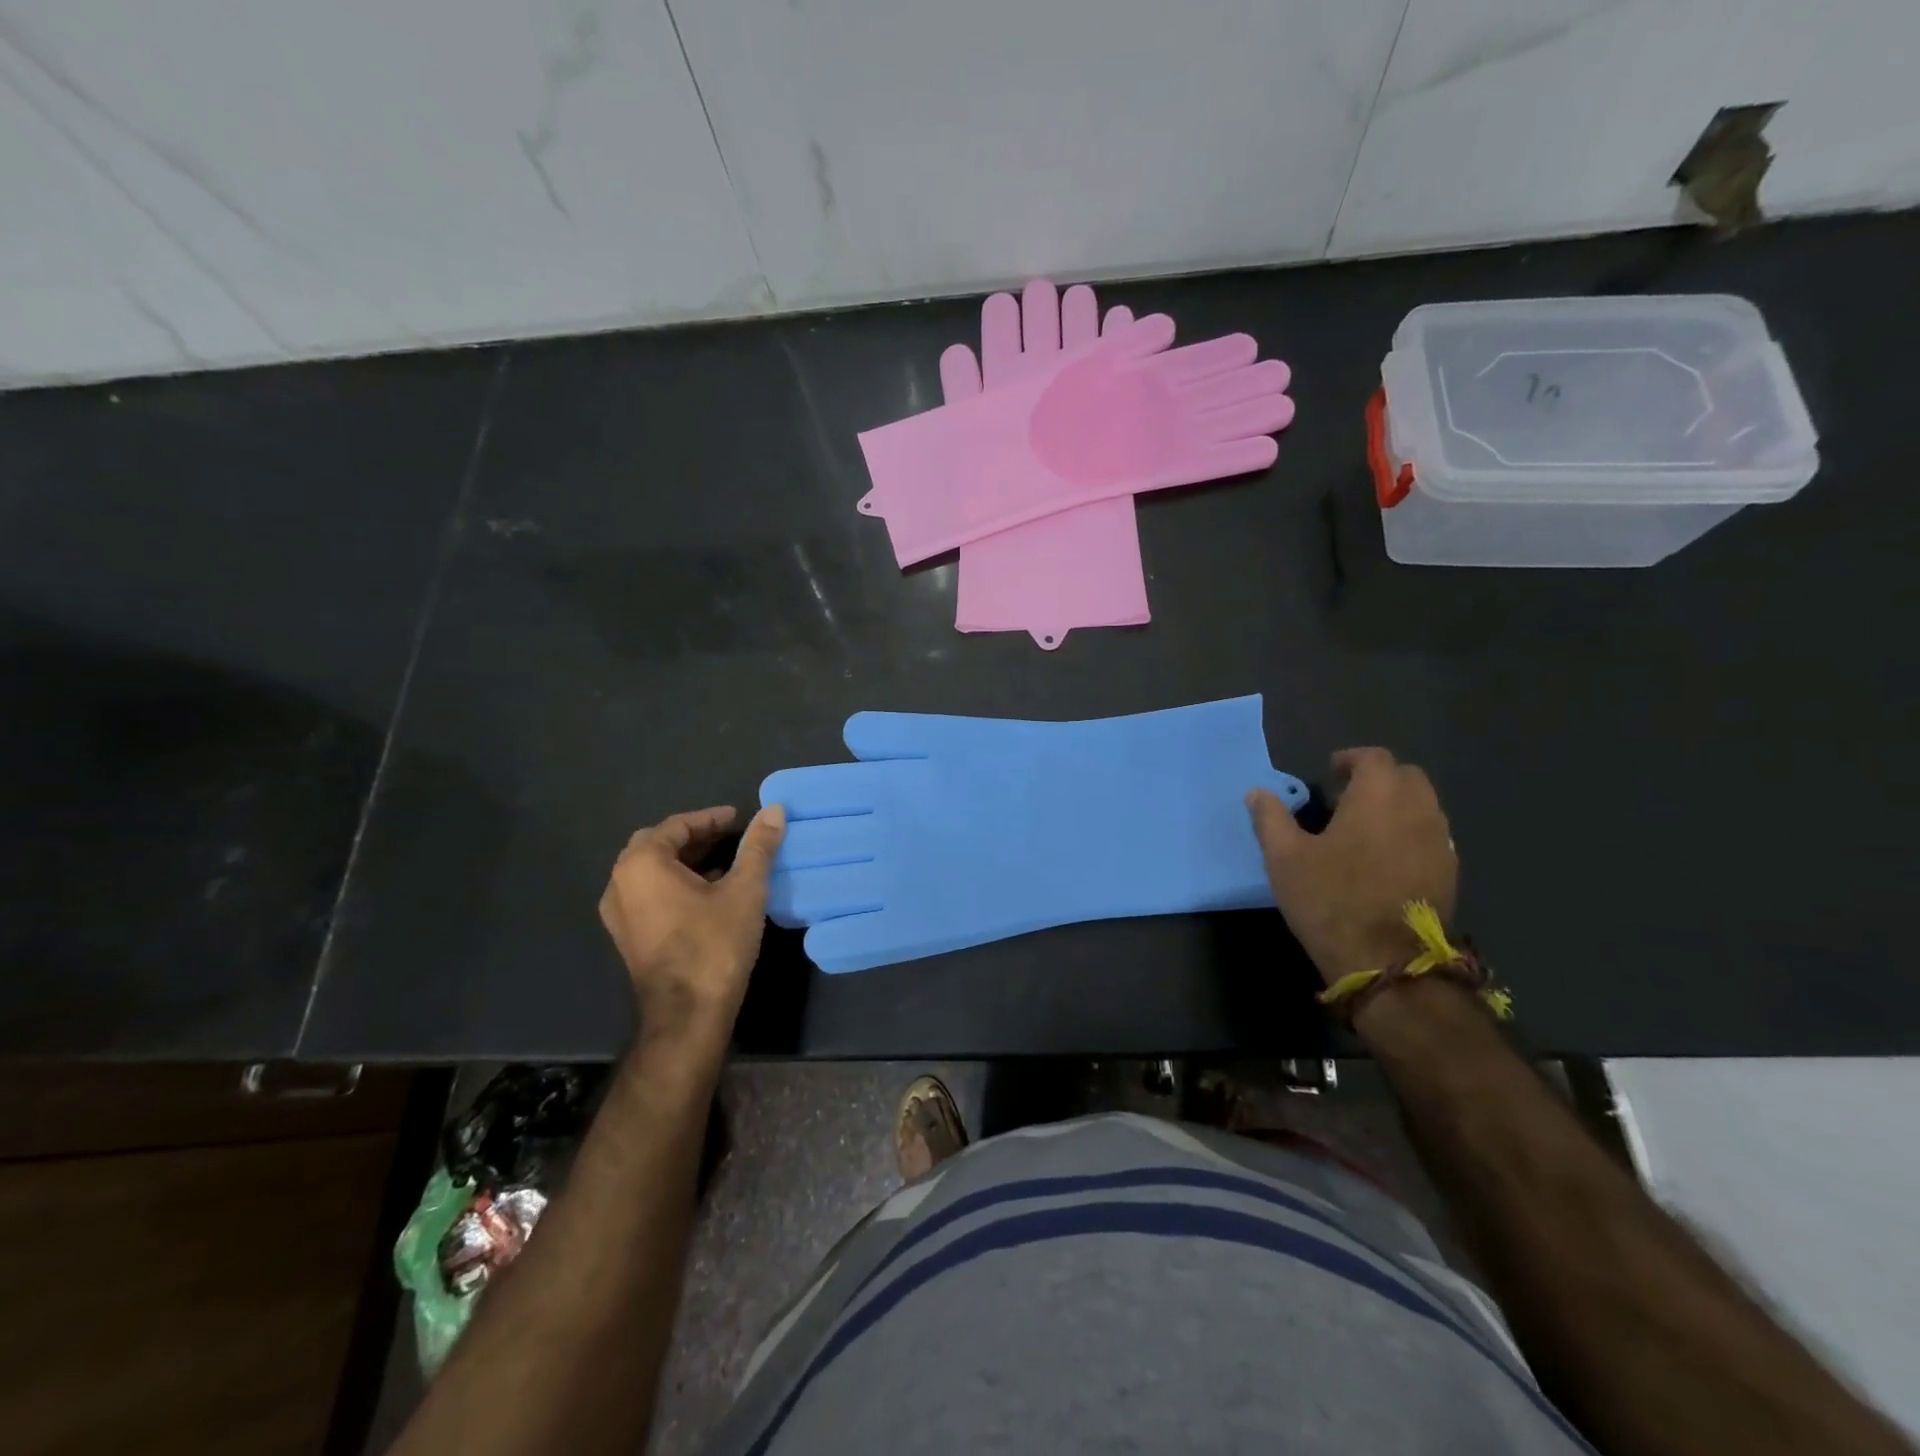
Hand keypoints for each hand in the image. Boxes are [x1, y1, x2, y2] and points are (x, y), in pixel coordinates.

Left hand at [598, 804, 785, 1042]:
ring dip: (685, 861)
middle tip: (731, 836)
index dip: (711, 818)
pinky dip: (675, 883)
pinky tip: (708, 893)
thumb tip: (774, 809)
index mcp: (642, 864)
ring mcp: (619, 913)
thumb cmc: (715, 943)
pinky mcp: (627, 936)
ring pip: (652, 871)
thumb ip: (758, 846)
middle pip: (658, 844)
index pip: (677, 825)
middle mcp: (620, 883)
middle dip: (695, 837)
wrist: (688, 1014)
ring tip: (725, 862)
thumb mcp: (745, 889)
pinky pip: (648, 894)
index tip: (741, 818)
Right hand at [1246, 748, 1457, 985]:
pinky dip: (1410, 833)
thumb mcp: (1284, 857)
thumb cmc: (1330, 899)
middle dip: (1378, 779)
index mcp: (1378, 796)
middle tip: (1346, 798)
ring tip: (1364, 828)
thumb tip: (1257, 793)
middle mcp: (1418, 810)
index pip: (1373, 758)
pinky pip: (1431, 836)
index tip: (1330, 772)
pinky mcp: (1449, 873)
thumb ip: (1270, 818)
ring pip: (1423, 806)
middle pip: (1406, 776)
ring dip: (1397, 806)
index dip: (1351, 759)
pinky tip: (1385, 859)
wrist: (1387, 962)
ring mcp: (1440, 842)